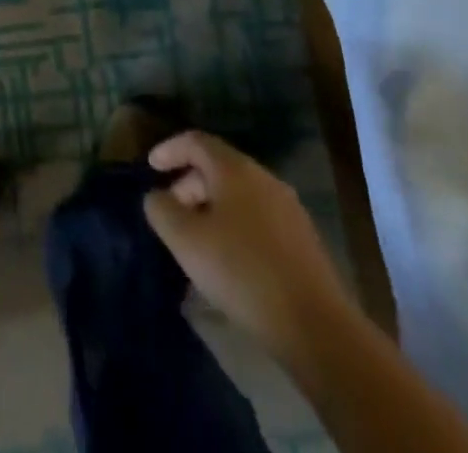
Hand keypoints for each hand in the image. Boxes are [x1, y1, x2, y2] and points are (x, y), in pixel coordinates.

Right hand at [143, 130, 353, 368]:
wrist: (316, 327)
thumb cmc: (242, 271)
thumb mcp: (186, 240)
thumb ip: (162, 209)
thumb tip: (157, 196)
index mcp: (234, 169)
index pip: (195, 141)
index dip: (169, 150)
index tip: (151, 168)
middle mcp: (264, 178)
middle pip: (218, 167)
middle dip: (189, 184)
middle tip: (171, 212)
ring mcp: (288, 209)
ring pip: (239, 195)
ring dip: (212, 208)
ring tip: (196, 240)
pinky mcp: (302, 241)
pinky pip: (257, 219)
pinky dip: (234, 226)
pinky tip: (229, 260)